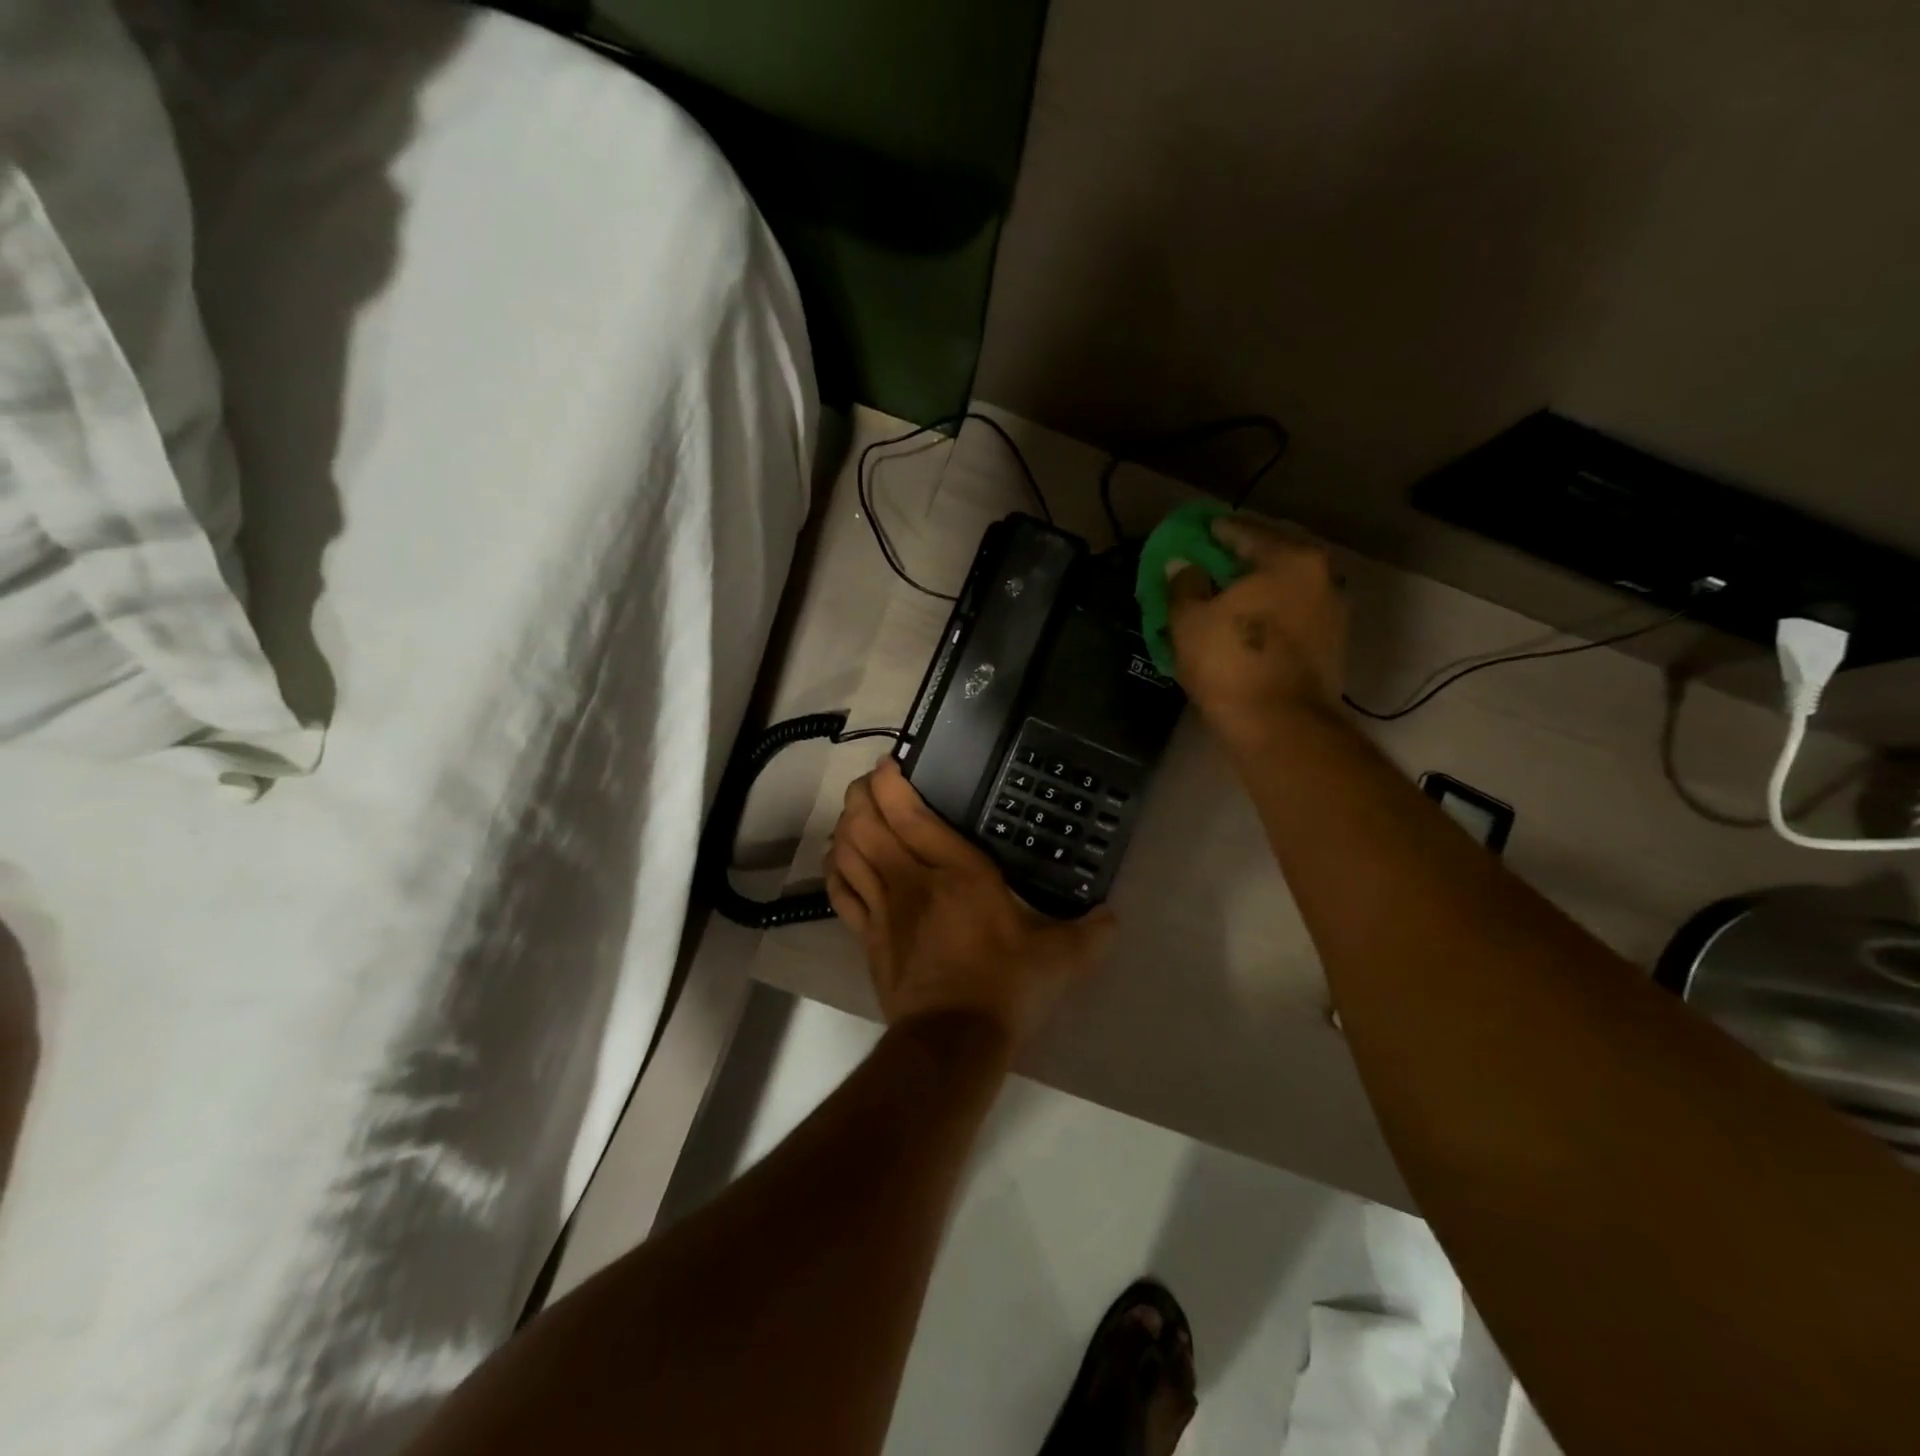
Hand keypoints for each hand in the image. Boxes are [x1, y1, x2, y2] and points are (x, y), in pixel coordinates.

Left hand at [826, 758, 1113, 1051]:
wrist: (953, 1040)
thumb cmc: (1005, 988)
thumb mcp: (1060, 959)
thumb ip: (1090, 933)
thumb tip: (1114, 917)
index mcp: (958, 872)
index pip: (909, 814)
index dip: (890, 783)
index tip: (889, 764)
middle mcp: (912, 880)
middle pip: (867, 824)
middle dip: (860, 796)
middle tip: (869, 783)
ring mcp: (884, 908)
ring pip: (849, 852)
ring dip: (845, 826)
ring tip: (854, 813)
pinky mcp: (868, 937)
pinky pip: (841, 892)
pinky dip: (835, 868)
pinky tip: (839, 858)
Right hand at [1166, 514, 1346, 751]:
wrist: (1280, 726)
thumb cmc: (1231, 662)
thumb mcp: (1190, 619)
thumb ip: (1184, 584)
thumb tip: (1184, 566)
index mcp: (1290, 559)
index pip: (1244, 531)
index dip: (1212, 533)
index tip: (1193, 535)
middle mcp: (1322, 577)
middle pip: (1270, 559)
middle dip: (1236, 563)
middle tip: (1206, 568)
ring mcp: (1333, 613)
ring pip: (1283, 591)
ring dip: (1255, 593)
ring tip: (1222, 602)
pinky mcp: (1331, 648)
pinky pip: (1291, 619)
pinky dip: (1268, 618)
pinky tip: (1243, 629)